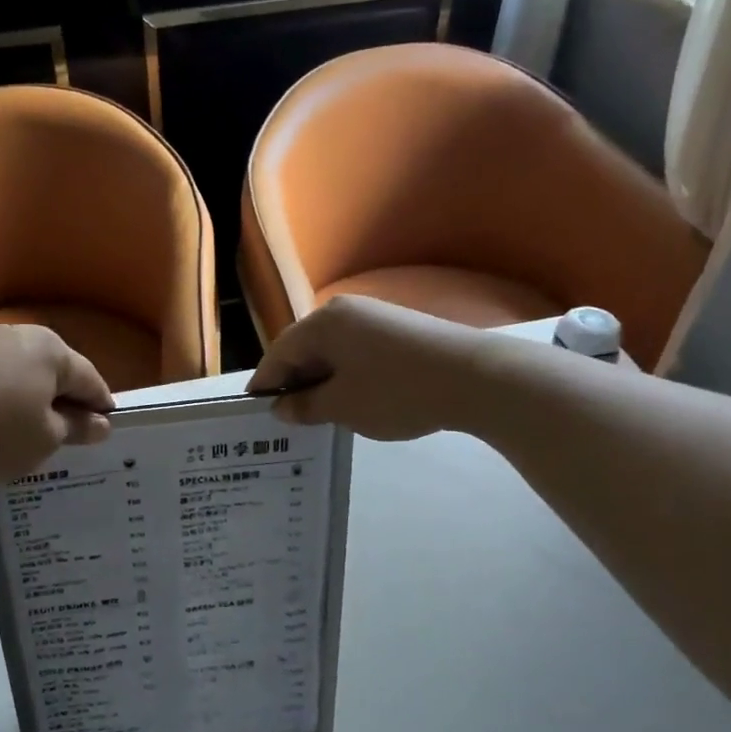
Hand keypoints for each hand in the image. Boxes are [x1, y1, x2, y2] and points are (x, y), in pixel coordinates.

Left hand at [0, 325, 113, 482]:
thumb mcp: (45, 439)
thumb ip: (76, 428)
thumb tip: (101, 423)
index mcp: (50, 350)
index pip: (89, 379)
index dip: (100, 405)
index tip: (107, 426)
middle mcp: (18, 335)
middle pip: (52, 369)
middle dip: (63, 397)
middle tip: (68, 429)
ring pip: (18, 370)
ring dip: (28, 394)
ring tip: (27, 426)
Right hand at [247, 295, 487, 441]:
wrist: (474, 377)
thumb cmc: (395, 391)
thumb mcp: (342, 406)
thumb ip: (305, 406)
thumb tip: (282, 407)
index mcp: (322, 323)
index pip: (279, 354)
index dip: (265, 385)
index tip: (256, 414)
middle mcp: (344, 311)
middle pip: (304, 349)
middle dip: (294, 383)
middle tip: (289, 419)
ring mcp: (375, 317)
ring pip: (332, 352)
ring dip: (321, 381)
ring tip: (321, 415)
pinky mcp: (399, 330)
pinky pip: (357, 353)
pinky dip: (347, 376)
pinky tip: (355, 401)